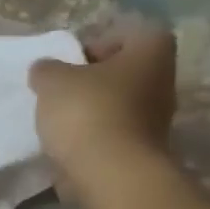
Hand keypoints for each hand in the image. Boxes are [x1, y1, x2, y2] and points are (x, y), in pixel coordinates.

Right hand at [30, 19, 177, 204]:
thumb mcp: (52, 80)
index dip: (95, 44)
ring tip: (58, 121)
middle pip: (122, 72)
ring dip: (91, 110)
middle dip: (91, 80)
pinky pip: (113, 133)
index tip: (68, 63)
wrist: (110, 174)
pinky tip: (68, 145)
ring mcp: (158, 119)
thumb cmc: (87, 112)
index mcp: (152, 51)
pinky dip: (93, 136)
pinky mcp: (143, 150)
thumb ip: (46, 69)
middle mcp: (163, 81)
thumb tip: (46, 70)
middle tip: (60, 90)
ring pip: (118, 104)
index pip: (126, 34)